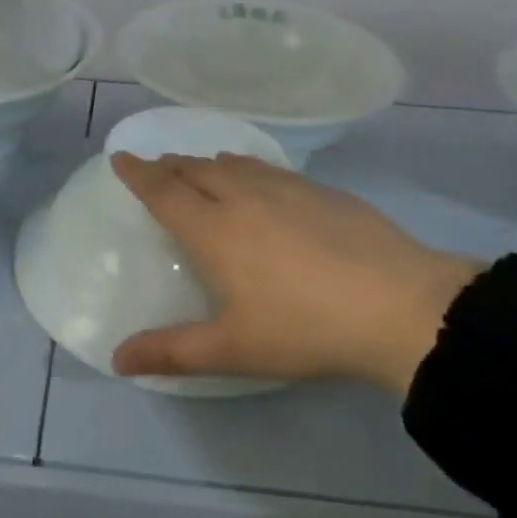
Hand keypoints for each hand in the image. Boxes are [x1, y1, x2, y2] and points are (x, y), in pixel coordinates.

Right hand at [108, 152, 482, 395]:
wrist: (400, 305)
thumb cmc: (305, 328)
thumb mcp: (233, 349)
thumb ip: (171, 352)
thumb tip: (116, 359)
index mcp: (214, 228)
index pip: (163, 190)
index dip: (137, 173)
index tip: (120, 158)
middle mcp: (243, 195)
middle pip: (194, 168)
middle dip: (169, 166)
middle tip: (156, 170)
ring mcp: (286, 188)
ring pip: (233, 163)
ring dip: (207, 164)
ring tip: (201, 172)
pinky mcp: (322, 190)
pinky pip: (267, 169)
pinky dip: (246, 169)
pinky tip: (260, 185)